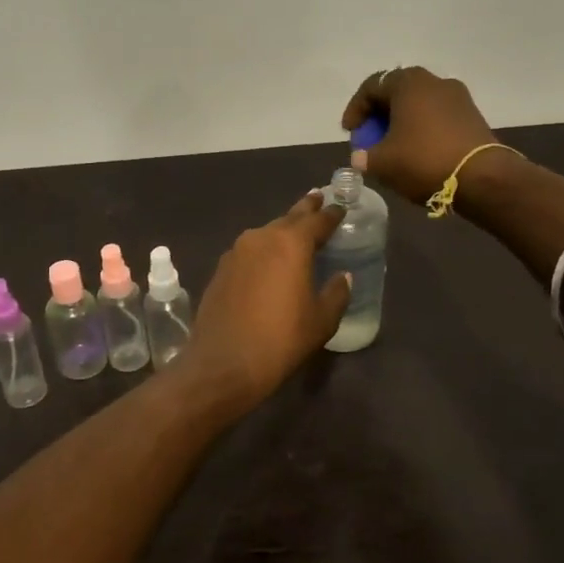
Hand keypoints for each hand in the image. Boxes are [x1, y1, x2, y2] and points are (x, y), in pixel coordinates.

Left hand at [177, 192, 352, 411]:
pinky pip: (249, 251)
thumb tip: (342, 276)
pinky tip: (269, 261)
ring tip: (296, 233)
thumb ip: (336, 292)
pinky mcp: (221, 269)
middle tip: (318, 199)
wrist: (223, 363)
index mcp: (291, 243)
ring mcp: (236, 252)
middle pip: (289, 218)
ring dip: (282, 231)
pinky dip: (264, 250)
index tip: (340, 207)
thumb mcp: (321, 320)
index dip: (331, 214)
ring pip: (266, 233)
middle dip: (305, 209)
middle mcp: (261, 237)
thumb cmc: (281, 340)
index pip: (317, 220)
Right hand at [341, 66, 497, 202]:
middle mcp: (434, 81)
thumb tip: (361, 157)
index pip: (372, 87)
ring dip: (402, 122)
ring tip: (393, 147)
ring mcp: (458, 97)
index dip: (355, 110)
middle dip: (379, 115)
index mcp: (408, 83)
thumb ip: (364, 157)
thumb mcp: (382, 162)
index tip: (350, 132)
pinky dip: (422, 129)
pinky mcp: (472, 116)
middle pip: (397, 93)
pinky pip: (437, 116)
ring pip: (419, 104)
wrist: (482, 177)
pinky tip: (417, 152)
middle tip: (370, 138)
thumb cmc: (424, 160)